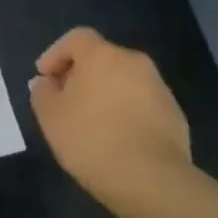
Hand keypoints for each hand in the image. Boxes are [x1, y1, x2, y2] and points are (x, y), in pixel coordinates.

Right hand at [28, 27, 193, 210]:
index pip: (76, 38)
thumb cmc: (91, 138)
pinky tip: (115, 138)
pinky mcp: (175, 115)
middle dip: (81, 74)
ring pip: (123, 81)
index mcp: (102, 55)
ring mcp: (159, 88)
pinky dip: (125, 112)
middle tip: (64, 100)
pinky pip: (141, 103)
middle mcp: (134, 63)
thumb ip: (42, 92)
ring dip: (105, 93)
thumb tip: (46, 83)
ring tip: (90, 123)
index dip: (55, 53)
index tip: (44, 77)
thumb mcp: (50, 116)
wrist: (151, 179)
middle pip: (102, 58)